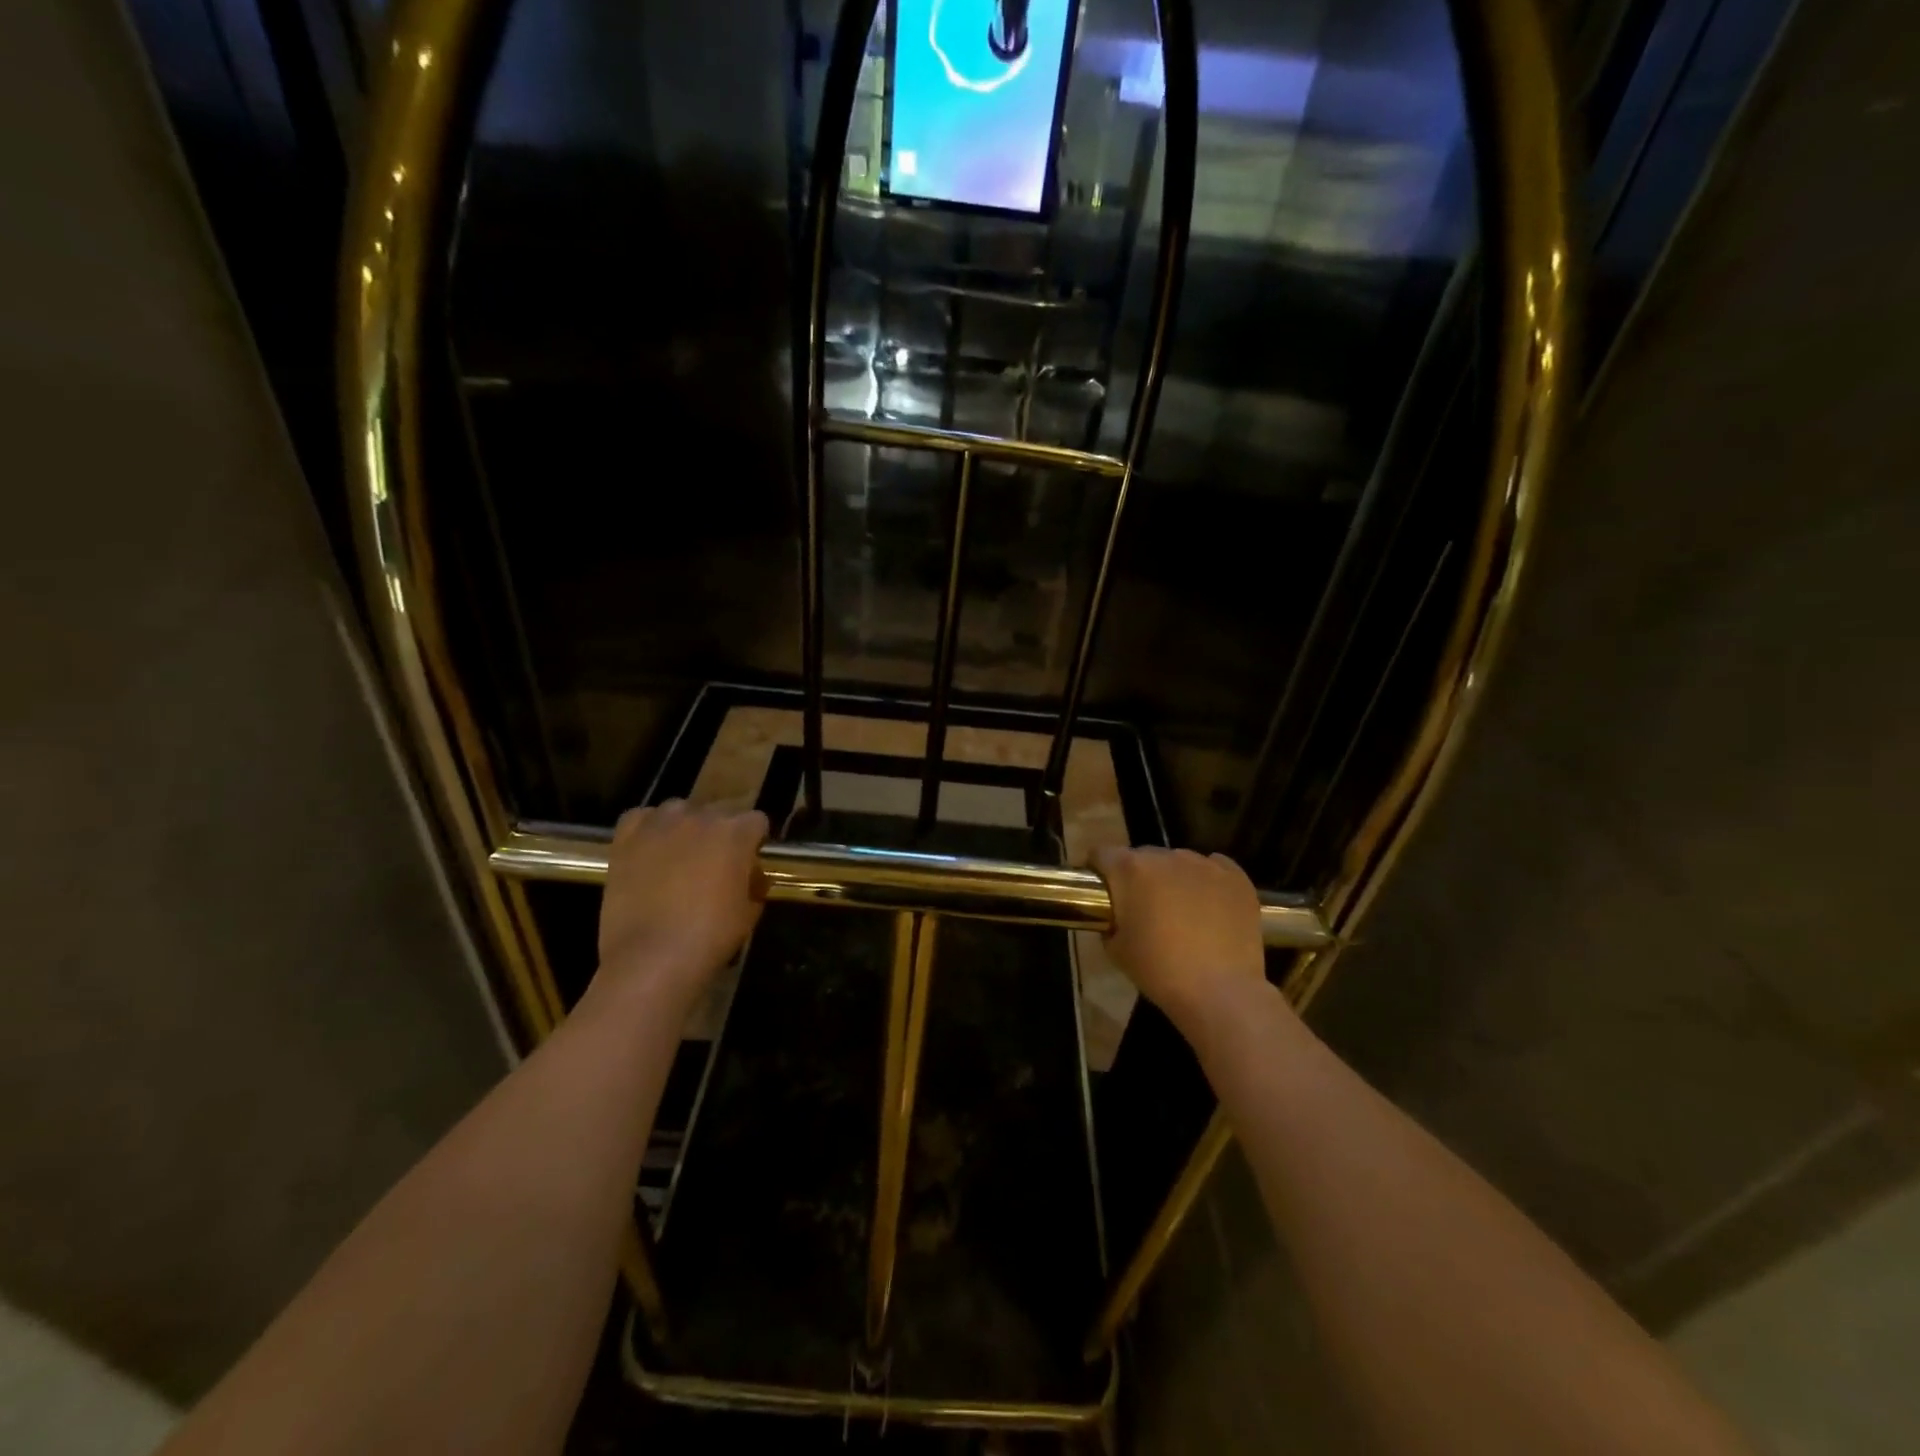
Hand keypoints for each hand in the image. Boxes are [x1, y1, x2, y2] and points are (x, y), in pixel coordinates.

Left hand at [595, 800, 768, 1006]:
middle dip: (721, 833)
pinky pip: (642, 818)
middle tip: (715, 864)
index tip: (748, 862)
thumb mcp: (749, 912)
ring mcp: (661, 824)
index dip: (754, 842)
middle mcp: (700, 817)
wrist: (652, 957)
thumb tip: (750, 875)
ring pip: (680, 810)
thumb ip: (754, 883)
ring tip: (680, 856)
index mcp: (736, 833)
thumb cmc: (710, 936)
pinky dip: (649, 829)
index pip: (756, 821)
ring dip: (685, 827)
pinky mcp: (627, 837)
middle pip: (718, 812)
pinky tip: (650, 850)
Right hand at [1091, 846, 1267, 1034]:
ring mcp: (1204, 864)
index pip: (1102, 854)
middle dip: (1137, 876)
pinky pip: (1213, 868)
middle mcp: (1166, 857)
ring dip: (1172, 878)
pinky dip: (1206, 881)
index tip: (1102, 890)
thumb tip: (1117, 915)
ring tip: (1180, 909)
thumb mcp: (1115, 948)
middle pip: (1142, 856)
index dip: (1098, 869)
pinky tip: (1209, 905)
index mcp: (1130, 869)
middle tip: (1142, 907)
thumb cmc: (1159, 970)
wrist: (1220, 991)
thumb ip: (1110, 920)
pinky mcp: (1236, 877)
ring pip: (1179, 861)